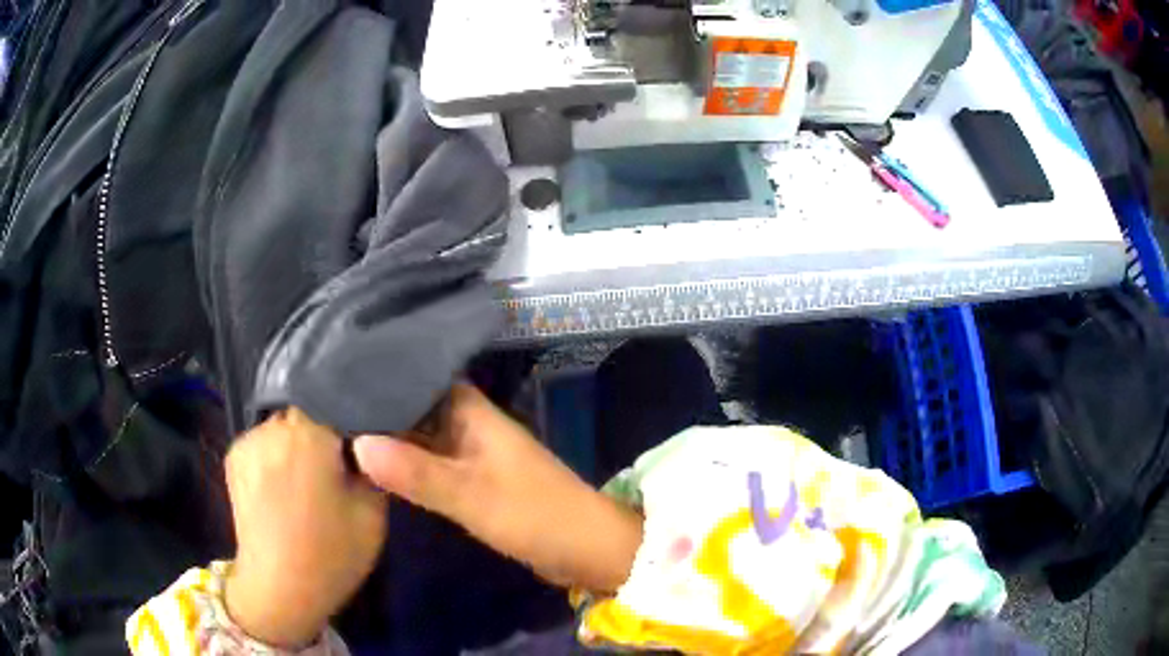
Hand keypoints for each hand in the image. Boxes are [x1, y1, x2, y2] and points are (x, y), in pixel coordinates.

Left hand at [224, 408, 387, 647]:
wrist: (279, 590)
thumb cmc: (331, 554)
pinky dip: (276, 453)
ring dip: (297, 441)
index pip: (333, 395)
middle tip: (340, 460)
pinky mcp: (233, 457)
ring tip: (309, 475)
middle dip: (323, 428)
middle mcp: (272, 428)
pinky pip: (263, 441)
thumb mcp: (373, 513)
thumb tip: (367, 440)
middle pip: (305, 409)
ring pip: (282, 425)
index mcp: (308, 436)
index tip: (364, 433)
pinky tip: (284, 484)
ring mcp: (247, 441)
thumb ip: (373, 465)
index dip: (350, 410)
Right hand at [354, 384, 642, 592]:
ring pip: (423, 434)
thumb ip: (416, 472)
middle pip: (419, 404)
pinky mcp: (475, 480)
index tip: (340, 369)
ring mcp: (473, 453)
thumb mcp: (471, 496)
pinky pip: (432, 461)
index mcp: (475, 413)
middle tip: (327, 400)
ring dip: (391, 433)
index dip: (385, 370)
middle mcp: (471, 425)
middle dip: (380, 404)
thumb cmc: (534, 516)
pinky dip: (407, 460)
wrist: (586, 550)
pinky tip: (375, 462)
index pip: (423, 376)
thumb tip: (357, 443)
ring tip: (339, 425)